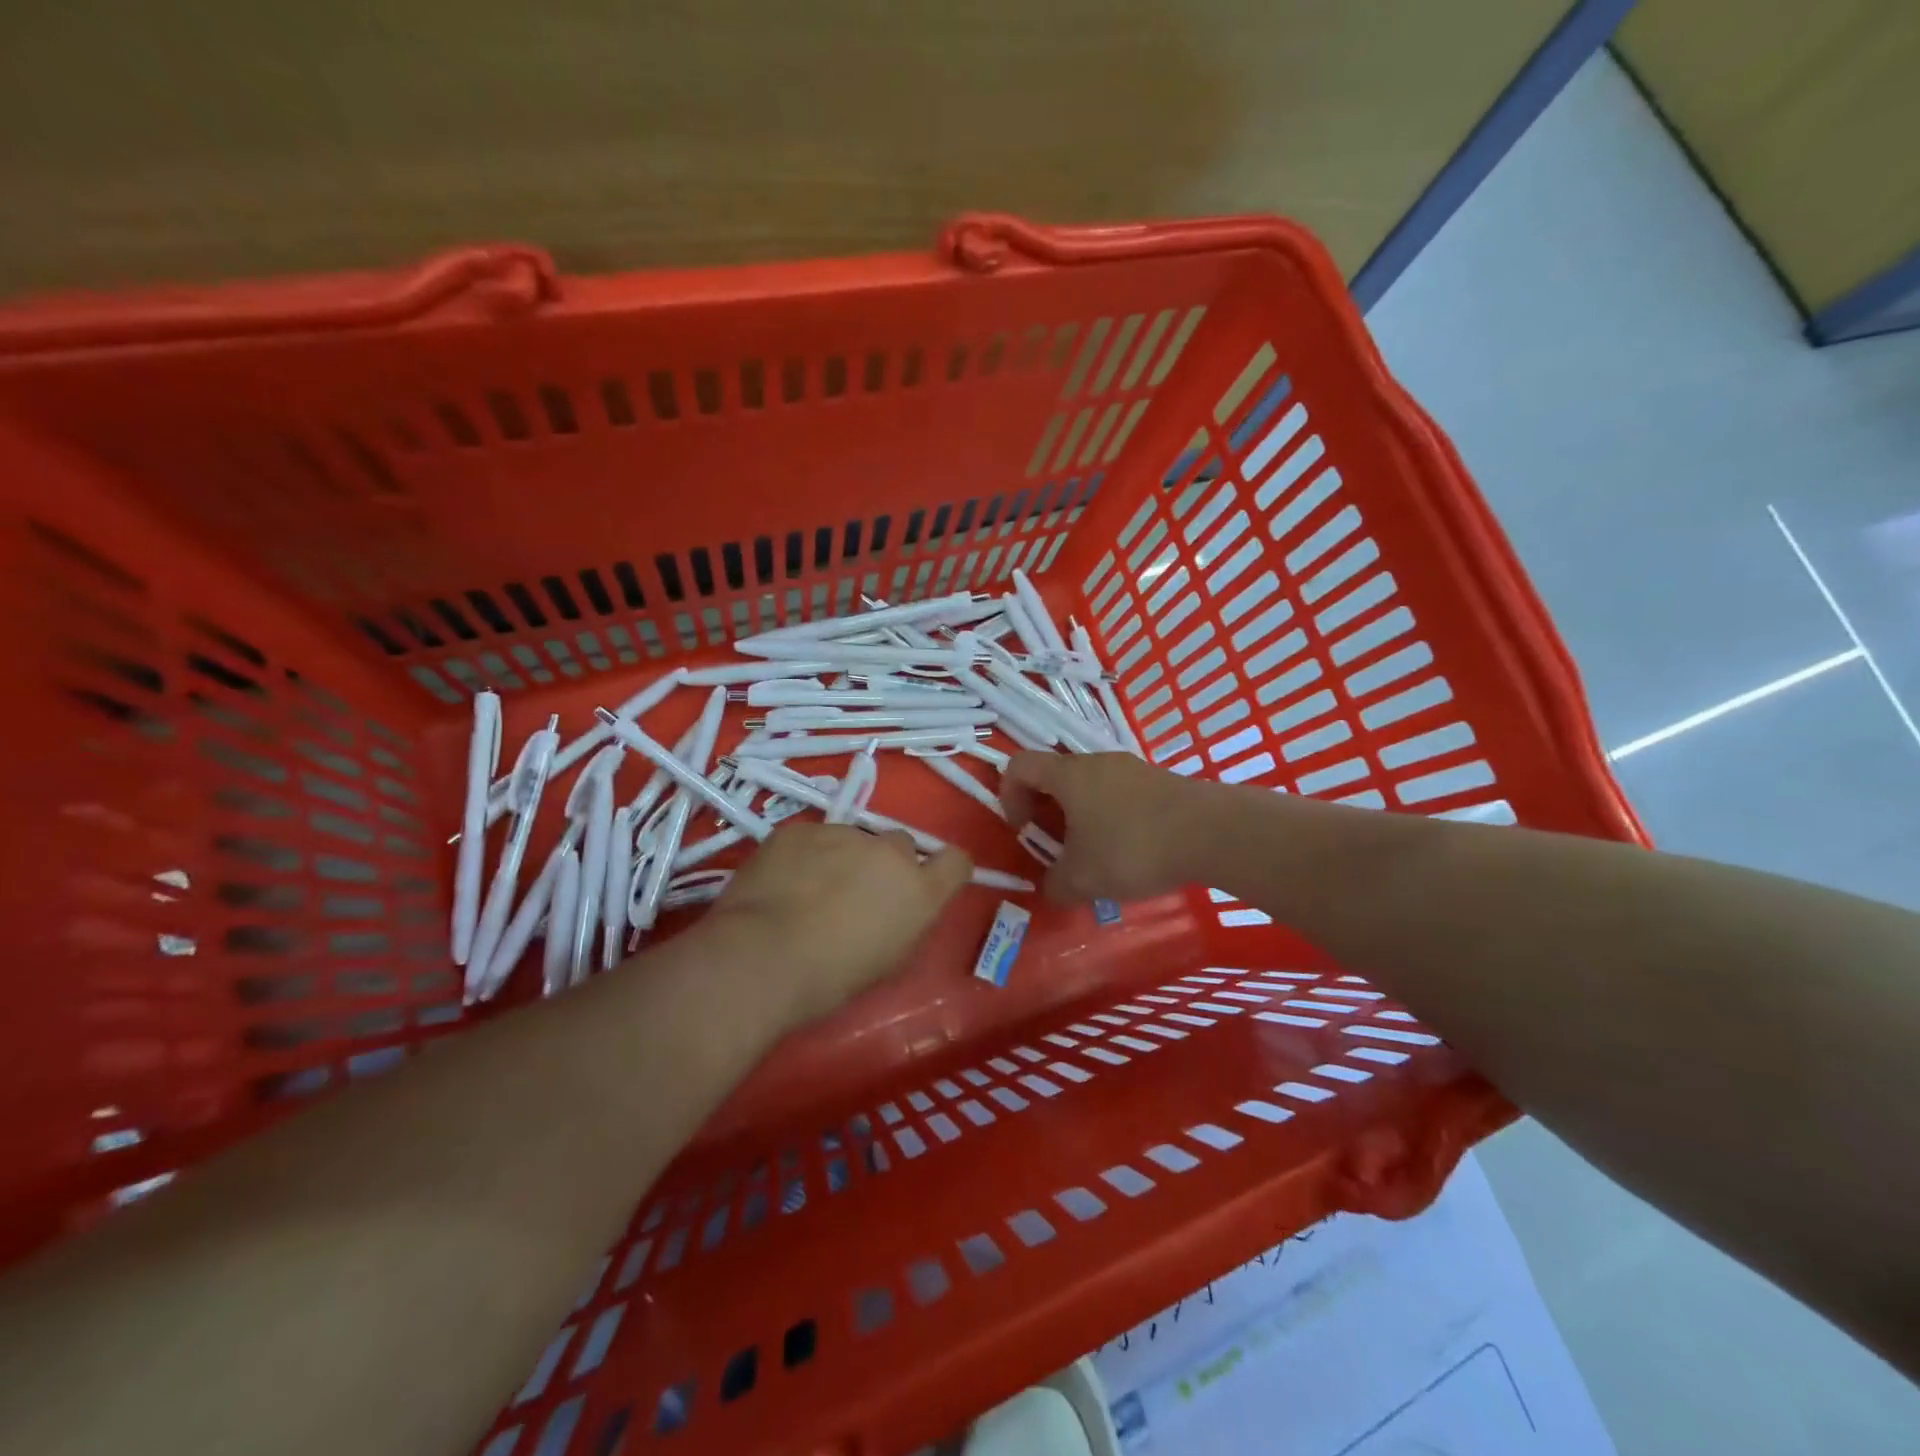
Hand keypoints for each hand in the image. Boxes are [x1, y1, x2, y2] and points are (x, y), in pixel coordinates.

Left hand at [706, 822, 971, 1024]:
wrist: (762, 958)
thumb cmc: (830, 979)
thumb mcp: (887, 961)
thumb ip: (905, 922)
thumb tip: (897, 907)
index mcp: (920, 891)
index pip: (956, 861)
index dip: (943, 869)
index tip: (926, 883)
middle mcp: (890, 852)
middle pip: (900, 845)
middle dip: (885, 863)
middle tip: (856, 893)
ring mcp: (844, 833)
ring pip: (852, 838)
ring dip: (842, 857)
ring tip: (808, 890)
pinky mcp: (802, 828)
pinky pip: (812, 837)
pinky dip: (804, 855)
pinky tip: (781, 883)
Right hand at [999, 751, 1209, 902]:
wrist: (1212, 833)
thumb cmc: (1133, 848)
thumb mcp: (1083, 879)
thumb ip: (1055, 884)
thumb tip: (1052, 886)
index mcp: (1068, 776)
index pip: (1019, 766)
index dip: (1009, 795)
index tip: (1023, 830)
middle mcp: (1096, 763)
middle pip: (1056, 776)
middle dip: (1047, 811)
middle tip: (1057, 848)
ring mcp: (1131, 768)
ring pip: (1090, 786)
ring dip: (1081, 816)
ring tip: (1096, 855)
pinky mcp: (1160, 781)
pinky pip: (1120, 794)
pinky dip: (1112, 817)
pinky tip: (1132, 851)